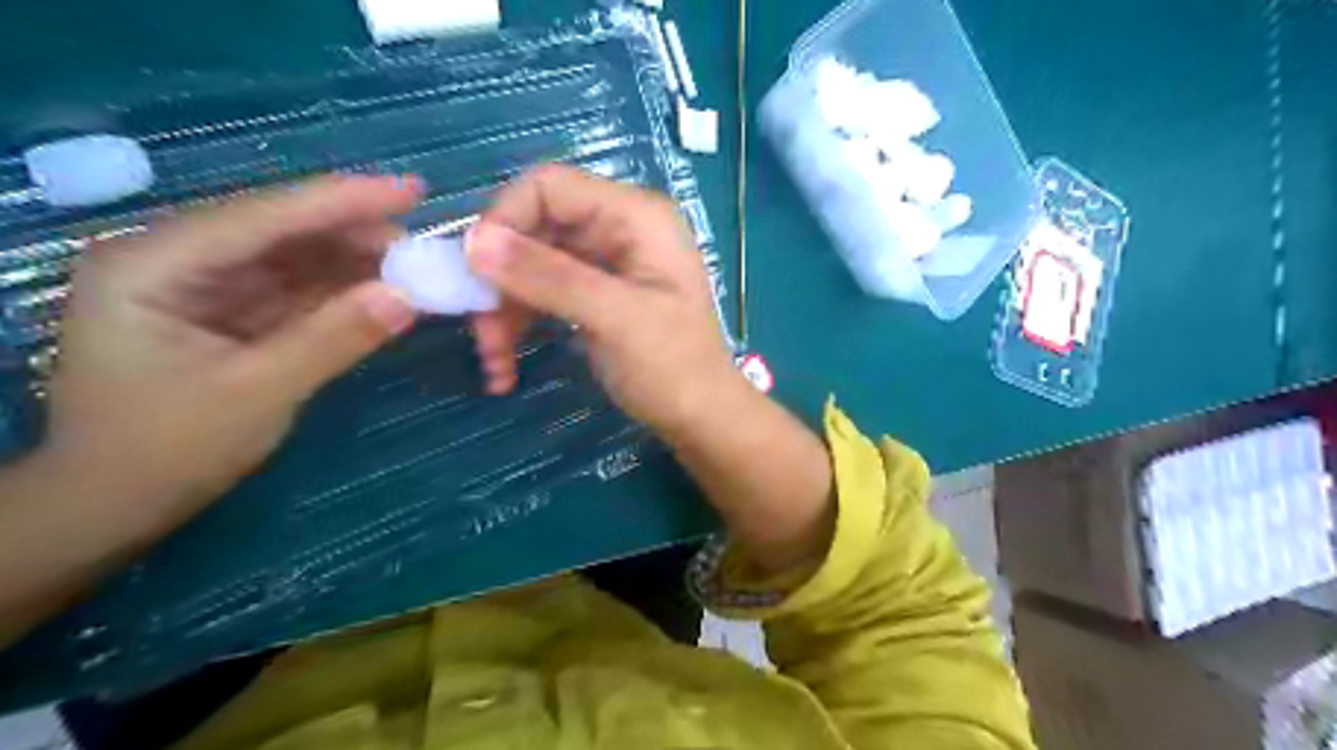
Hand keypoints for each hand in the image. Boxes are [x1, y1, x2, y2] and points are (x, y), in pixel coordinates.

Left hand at [43, 172, 415, 518]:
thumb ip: (334, 338)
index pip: (263, 217)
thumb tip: (409, 297)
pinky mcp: (231, 314)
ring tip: (416, 265)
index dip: (342, 200)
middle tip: (425, 241)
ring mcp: (204, 288)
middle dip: (354, 233)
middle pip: (280, 231)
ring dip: (355, 263)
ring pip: (294, 260)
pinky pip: (296, 292)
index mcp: (154, 265)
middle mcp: (176, 261)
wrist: (116, 507)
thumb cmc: (165, 451)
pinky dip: (342, 292)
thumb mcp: (257, 393)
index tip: (412, 190)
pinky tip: (384, 289)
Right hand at [465, 166, 741, 433]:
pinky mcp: (592, 295)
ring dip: (503, 311)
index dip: (504, 219)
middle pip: (533, 228)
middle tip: (481, 331)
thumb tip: (474, 241)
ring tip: (494, 361)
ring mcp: (604, 263)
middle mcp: (617, 229)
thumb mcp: (615, 318)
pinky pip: (541, 294)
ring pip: (530, 266)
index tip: (475, 272)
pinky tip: (504, 366)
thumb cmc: (674, 367)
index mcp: (635, 217)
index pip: (550, 187)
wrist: (701, 417)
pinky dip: (519, 324)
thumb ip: (549, 276)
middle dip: (500, 279)